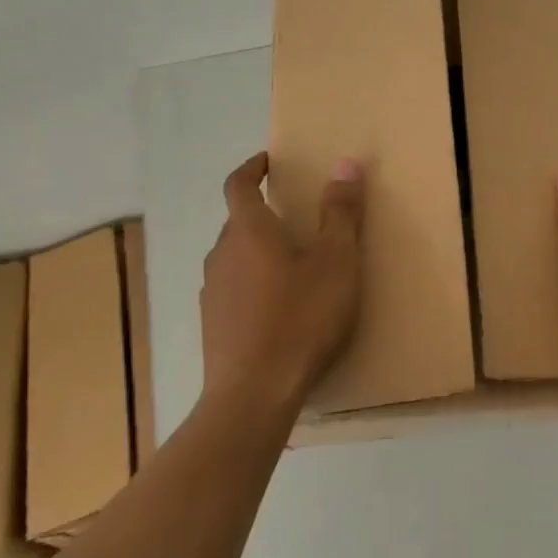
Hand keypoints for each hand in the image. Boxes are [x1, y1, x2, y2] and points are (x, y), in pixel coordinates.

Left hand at [200, 152, 364, 413]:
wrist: (254, 394)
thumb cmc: (300, 317)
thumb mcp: (336, 261)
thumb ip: (341, 212)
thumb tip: (344, 164)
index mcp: (248, 231)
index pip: (238, 184)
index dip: (252, 168)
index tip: (269, 162)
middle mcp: (222, 254)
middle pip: (238, 222)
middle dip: (265, 214)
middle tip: (298, 220)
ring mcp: (213, 292)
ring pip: (235, 258)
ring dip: (259, 252)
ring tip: (293, 268)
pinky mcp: (213, 325)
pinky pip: (233, 290)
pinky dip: (253, 285)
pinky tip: (278, 310)